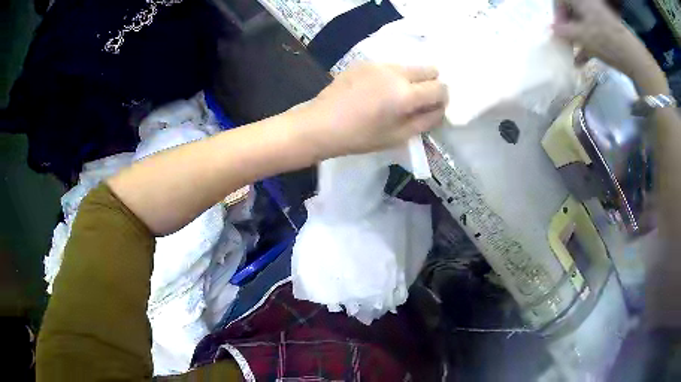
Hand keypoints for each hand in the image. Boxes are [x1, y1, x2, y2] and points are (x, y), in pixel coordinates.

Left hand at [302, 63, 447, 158]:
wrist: (321, 124)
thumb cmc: (360, 137)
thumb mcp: (398, 136)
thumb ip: (425, 121)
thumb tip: (440, 109)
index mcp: (405, 94)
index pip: (440, 87)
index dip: (442, 98)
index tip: (433, 108)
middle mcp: (396, 72)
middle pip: (429, 69)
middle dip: (430, 84)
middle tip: (417, 101)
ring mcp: (379, 64)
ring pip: (409, 66)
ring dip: (411, 79)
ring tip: (393, 97)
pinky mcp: (364, 62)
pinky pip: (389, 66)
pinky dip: (392, 76)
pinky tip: (375, 91)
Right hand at [553, 0, 668, 94]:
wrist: (632, 56)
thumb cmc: (605, 40)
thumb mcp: (581, 35)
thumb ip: (563, 31)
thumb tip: (550, 30)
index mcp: (579, 0)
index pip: (560, 0)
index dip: (556, 14)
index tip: (557, 30)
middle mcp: (588, 5)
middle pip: (571, 12)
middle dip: (566, 28)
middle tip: (564, 42)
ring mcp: (598, 18)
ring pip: (581, 24)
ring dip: (575, 38)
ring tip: (572, 54)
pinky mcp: (606, 30)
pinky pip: (592, 34)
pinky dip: (586, 45)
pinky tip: (581, 61)